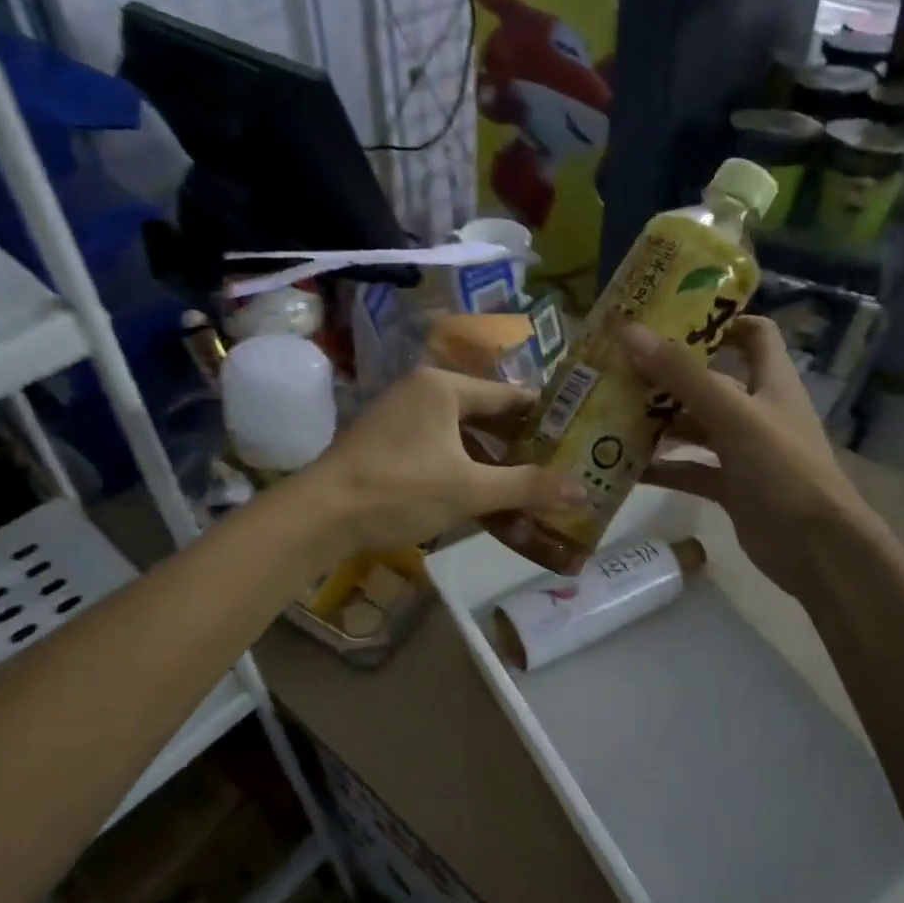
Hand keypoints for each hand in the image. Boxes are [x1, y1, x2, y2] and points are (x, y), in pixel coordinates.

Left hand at [298, 367, 585, 555]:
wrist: (321, 515)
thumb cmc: (399, 490)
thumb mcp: (469, 490)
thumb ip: (527, 487)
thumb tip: (583, 489)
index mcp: (443, 387)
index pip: (508, 396)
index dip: (544, 417)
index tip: (576, 435)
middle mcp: (422, 391)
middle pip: (485, 414)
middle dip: (519, 442)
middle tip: (558, 464)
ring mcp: (400, 416)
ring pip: (461, 434)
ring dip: (491, 458)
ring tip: (528, 483)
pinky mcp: (386, 442)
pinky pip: (439, 448)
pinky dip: (463, 467)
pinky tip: (482, 493)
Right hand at [620, 317, 883, 600]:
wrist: (817, 549)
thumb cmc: (783, 470)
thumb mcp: (733, 415)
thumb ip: (682, 376)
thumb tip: (630, 332)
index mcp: (770, 381)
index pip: (753, 334)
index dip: (719, 320)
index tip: (671, 318)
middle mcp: (757, 410)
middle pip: (709, 381)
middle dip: (668, 375)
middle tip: (619, 368)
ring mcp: (743, 451)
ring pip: (694, 427)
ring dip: (658, 422)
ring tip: (611, 413)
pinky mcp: (730, 487)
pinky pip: (690, 470)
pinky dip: (662, 467)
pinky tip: (624, 467)